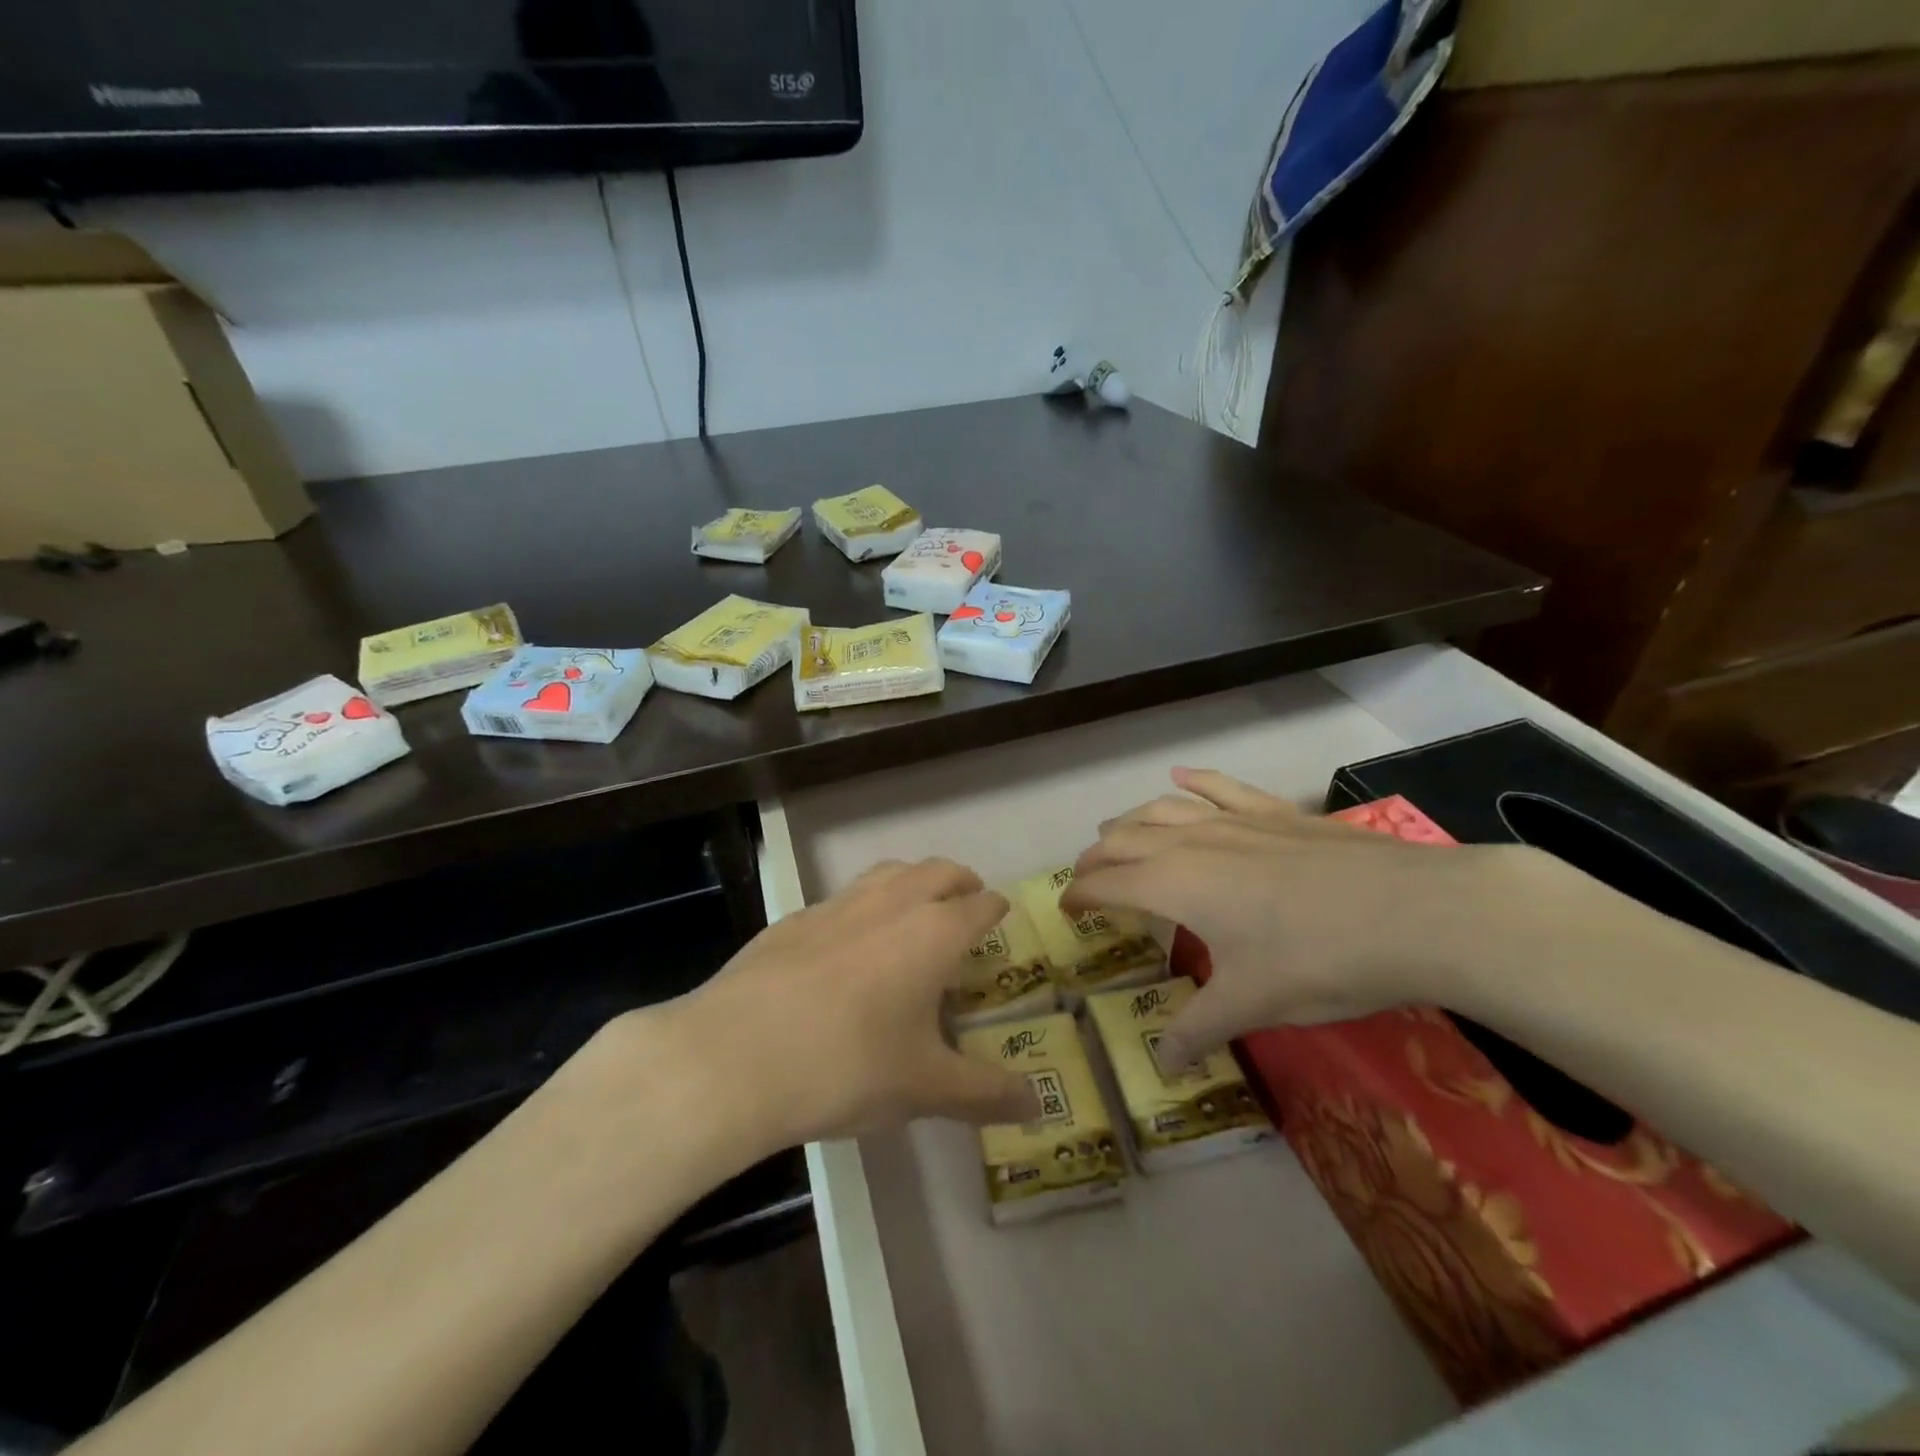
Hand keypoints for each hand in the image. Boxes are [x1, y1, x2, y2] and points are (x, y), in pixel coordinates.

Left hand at [649, 858, 1040, 1150]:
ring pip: (888, 873)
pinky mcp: (793, 919)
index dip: (995, 909)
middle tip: (967, 903)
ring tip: (914, 910)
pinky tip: (848, 946)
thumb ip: (985, 1094)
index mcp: (933, 932)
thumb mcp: (924, 1088)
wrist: (735, 1056)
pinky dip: (863, 908)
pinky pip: (843, 899)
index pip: (979, 905)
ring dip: (911, 882)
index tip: (1001, 916)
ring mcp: (837, 905)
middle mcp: (890, 904)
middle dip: (959, 882)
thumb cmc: (848, 1066)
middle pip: (937, 871)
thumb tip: (1036, 1108)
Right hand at [1067, 768, 1536, 1063]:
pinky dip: (1194, 781)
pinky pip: (1221, 787)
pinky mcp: (1277, 813)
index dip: (1079, 895)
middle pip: (1124, 839)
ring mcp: (1235, 820)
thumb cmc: (1318, 960)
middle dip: (1097, 857)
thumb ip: (1198, 1030)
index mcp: (1173, 884)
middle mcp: (1191, 842)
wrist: (1414, 913)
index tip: (1067, 909)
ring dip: (1131, 820)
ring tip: (1116, 832)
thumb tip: (1163, 1065)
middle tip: (1087, 876)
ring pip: (1163, 808)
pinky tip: (1181, 775)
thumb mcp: (1251, 1003)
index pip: (1106, 883)